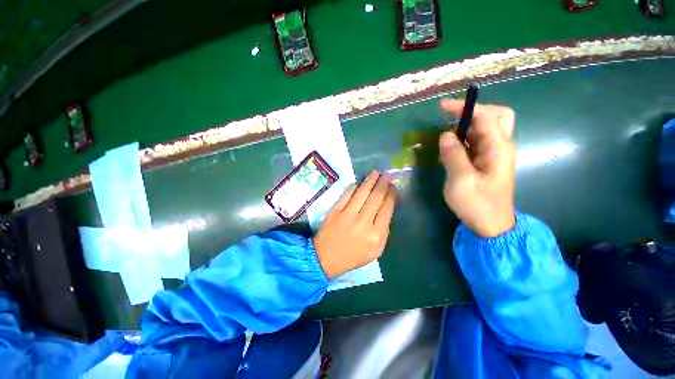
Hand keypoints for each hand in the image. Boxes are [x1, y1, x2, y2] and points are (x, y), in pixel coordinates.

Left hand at [314, 171, 396, 278]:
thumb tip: (386, 209)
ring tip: (376, 173)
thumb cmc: (353, 256)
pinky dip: (355, 187)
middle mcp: (364, 222)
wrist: (326, 258)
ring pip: (362, 193)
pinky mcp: (335, 210)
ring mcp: (348, 215)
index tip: (394, 187)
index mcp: (376, 235)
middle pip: (376, 198)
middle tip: (387, 175)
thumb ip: (384, 232)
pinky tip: (360, 182)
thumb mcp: (376, 251)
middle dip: (383, 184)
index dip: (391, 196)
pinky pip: (347, 195)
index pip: (387, 209)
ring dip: (370, 181)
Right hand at [439, 99, 516, 237]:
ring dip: (466, 127)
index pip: (486, 116)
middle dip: (474, 111)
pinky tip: (450, 151)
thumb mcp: (461, 180)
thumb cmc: (477, 204)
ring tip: (446, 139)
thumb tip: (445, 135)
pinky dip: (463, 141)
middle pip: (495, 116)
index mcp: (498, 148)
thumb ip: (453, 155)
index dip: (465, 107)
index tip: (443, 106)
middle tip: (451, 116)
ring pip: (484, 129)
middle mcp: (499, 147)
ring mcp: (493, 154)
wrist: (490, 224)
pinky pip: (475, 143)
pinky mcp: (485, 162)